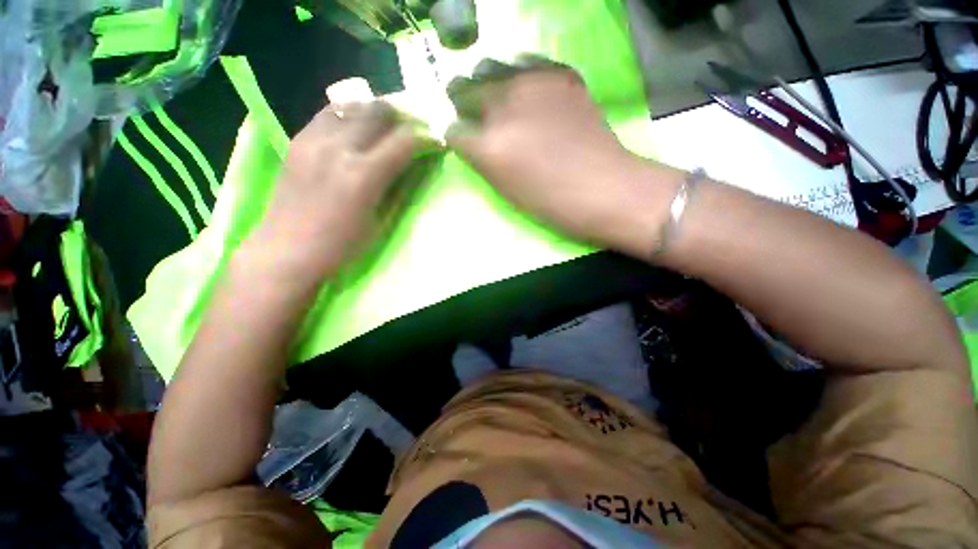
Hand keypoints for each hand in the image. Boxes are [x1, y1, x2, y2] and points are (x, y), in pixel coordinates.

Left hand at [249, 101, 417, 281]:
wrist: (287, 250)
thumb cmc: (342, 246)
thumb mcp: (380, 221)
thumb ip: (398, 188)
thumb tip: (415, 165)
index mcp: (363, 176)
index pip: (404, 141)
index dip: (427, 138)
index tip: (437, 141)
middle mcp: (338, 148)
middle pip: (378, 111)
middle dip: (404, 117)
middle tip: (414, 129)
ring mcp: (314, 140)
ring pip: (353, 105)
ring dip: (376, 112)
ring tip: (387, 125)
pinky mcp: (298, 140)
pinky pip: (329, 113)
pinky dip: (350, 114)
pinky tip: (357, 127)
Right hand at [445, 57, 676, 254]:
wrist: (602, 186)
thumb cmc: (549, 201)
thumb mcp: (505, 189)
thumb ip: (481, 160)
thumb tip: (470, 138)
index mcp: (489, 146)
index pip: (452, 129)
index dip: (456, 135)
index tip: (464, 139)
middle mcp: (504, 106)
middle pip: (464, 89)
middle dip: (464, 103)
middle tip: (474, 114)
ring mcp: (533, 83)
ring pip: (490, 67)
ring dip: (487, 84)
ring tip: (499, 100)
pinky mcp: (559, 74)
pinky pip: (525, 63)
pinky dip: (518, 77)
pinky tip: (527, 93)